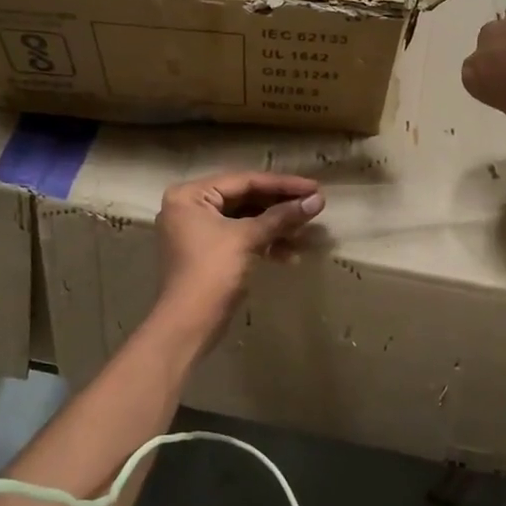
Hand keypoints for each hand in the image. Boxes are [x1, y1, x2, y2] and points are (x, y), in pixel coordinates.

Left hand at [155, 172, 325, 339]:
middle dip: (280, 206)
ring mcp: (198, 230)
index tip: (314, 187)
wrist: (188, 325)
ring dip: (276, 227)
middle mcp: (190, 206)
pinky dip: (264, 243)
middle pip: (245, 198)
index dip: (282, 184)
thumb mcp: (247, 239)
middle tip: (314, 206)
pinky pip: (241, 237)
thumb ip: (282, 216)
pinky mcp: (209, 252)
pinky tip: (290, 256)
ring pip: (245, 219)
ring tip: (306, 233)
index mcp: (190, 195)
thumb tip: (317, 200)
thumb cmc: (212, 272)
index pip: (243, 181)